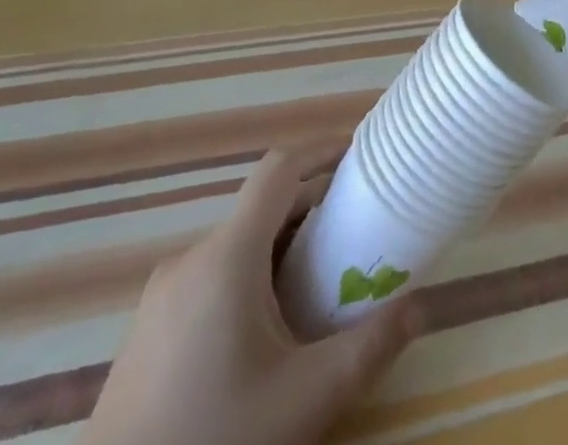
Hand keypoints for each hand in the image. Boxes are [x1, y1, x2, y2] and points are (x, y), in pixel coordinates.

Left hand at [84, 144, 419, 444]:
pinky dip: (249, 280)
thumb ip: (370, 347)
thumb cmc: (215, 443)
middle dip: (313, 211)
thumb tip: (422, 305)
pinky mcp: (145, 334)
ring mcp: (160, 298)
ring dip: (282, 251)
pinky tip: (264, 340)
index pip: (280, 169)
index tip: (360, 160)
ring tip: (317, 293)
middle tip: (354, 239)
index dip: (322, 152)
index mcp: (227, 256)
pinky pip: (210, 279)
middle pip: (262, 209)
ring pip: (236, 246)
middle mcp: (190, 260)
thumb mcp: (307, 400)